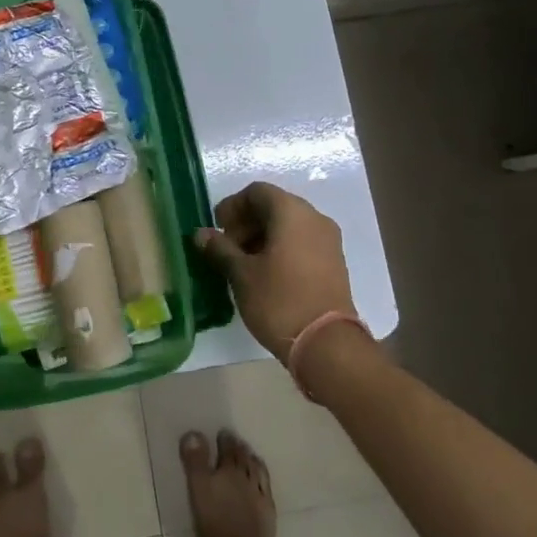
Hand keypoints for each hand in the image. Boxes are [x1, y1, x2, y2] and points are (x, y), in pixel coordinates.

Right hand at [196, 182, 355, 359]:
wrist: (327, 345)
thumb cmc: (279, 301)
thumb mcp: (241, 274)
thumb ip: (220, 249)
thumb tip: (201, 234)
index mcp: (292, 212)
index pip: (257, 192)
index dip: (233, 206)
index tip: (217, 228)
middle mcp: (315, 218)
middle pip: (274, 206)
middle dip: (247, 223)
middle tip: (226, 248)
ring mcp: (329, 241)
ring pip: (289, 226)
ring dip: (262, 237)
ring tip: (243, 264)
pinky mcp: (334, 263)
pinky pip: (302, 243)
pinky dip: (281, 249)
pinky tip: (265, 275)